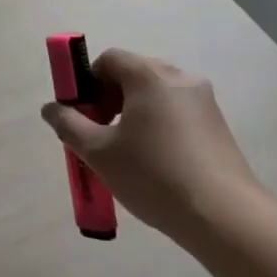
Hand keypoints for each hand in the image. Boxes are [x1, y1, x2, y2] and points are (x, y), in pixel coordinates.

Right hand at [41, 49, 262, 242]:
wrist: (225, 216)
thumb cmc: (154, 175)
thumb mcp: (99, 152)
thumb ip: (69, 125)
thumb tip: (51, 108)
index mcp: (150, 76)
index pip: (109, 59)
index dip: (88, 83)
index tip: (83, 116)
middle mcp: (180, 78)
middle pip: (133, 74)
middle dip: (109, 99)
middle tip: (99, 135)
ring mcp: (203, 101)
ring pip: (155, 96)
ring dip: (132, 114)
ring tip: (125, 154)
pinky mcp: (217, 125)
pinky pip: (175, 113)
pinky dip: (157, 126)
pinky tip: (154, 163)